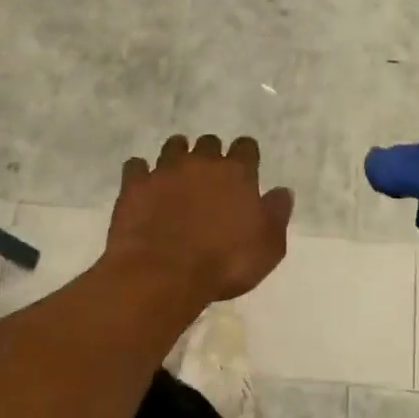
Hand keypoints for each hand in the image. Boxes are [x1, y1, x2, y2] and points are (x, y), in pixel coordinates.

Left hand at [106, 135, 294, 307]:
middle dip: (210, 154)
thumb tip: (282, 191)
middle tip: (209, 175)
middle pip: (209, 143)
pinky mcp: (135, 185)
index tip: (245, 167)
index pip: (246, 147)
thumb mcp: (268, 247)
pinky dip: (140, 172)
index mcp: (237, 173)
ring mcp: (165, 170)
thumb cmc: (224, 263)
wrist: (163, 274)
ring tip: (176, 172)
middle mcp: (201, 162)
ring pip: (173, 147)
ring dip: (177, 155)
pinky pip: (136, 166)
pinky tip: (142, 184)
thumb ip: (277, 214)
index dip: (246, 155)